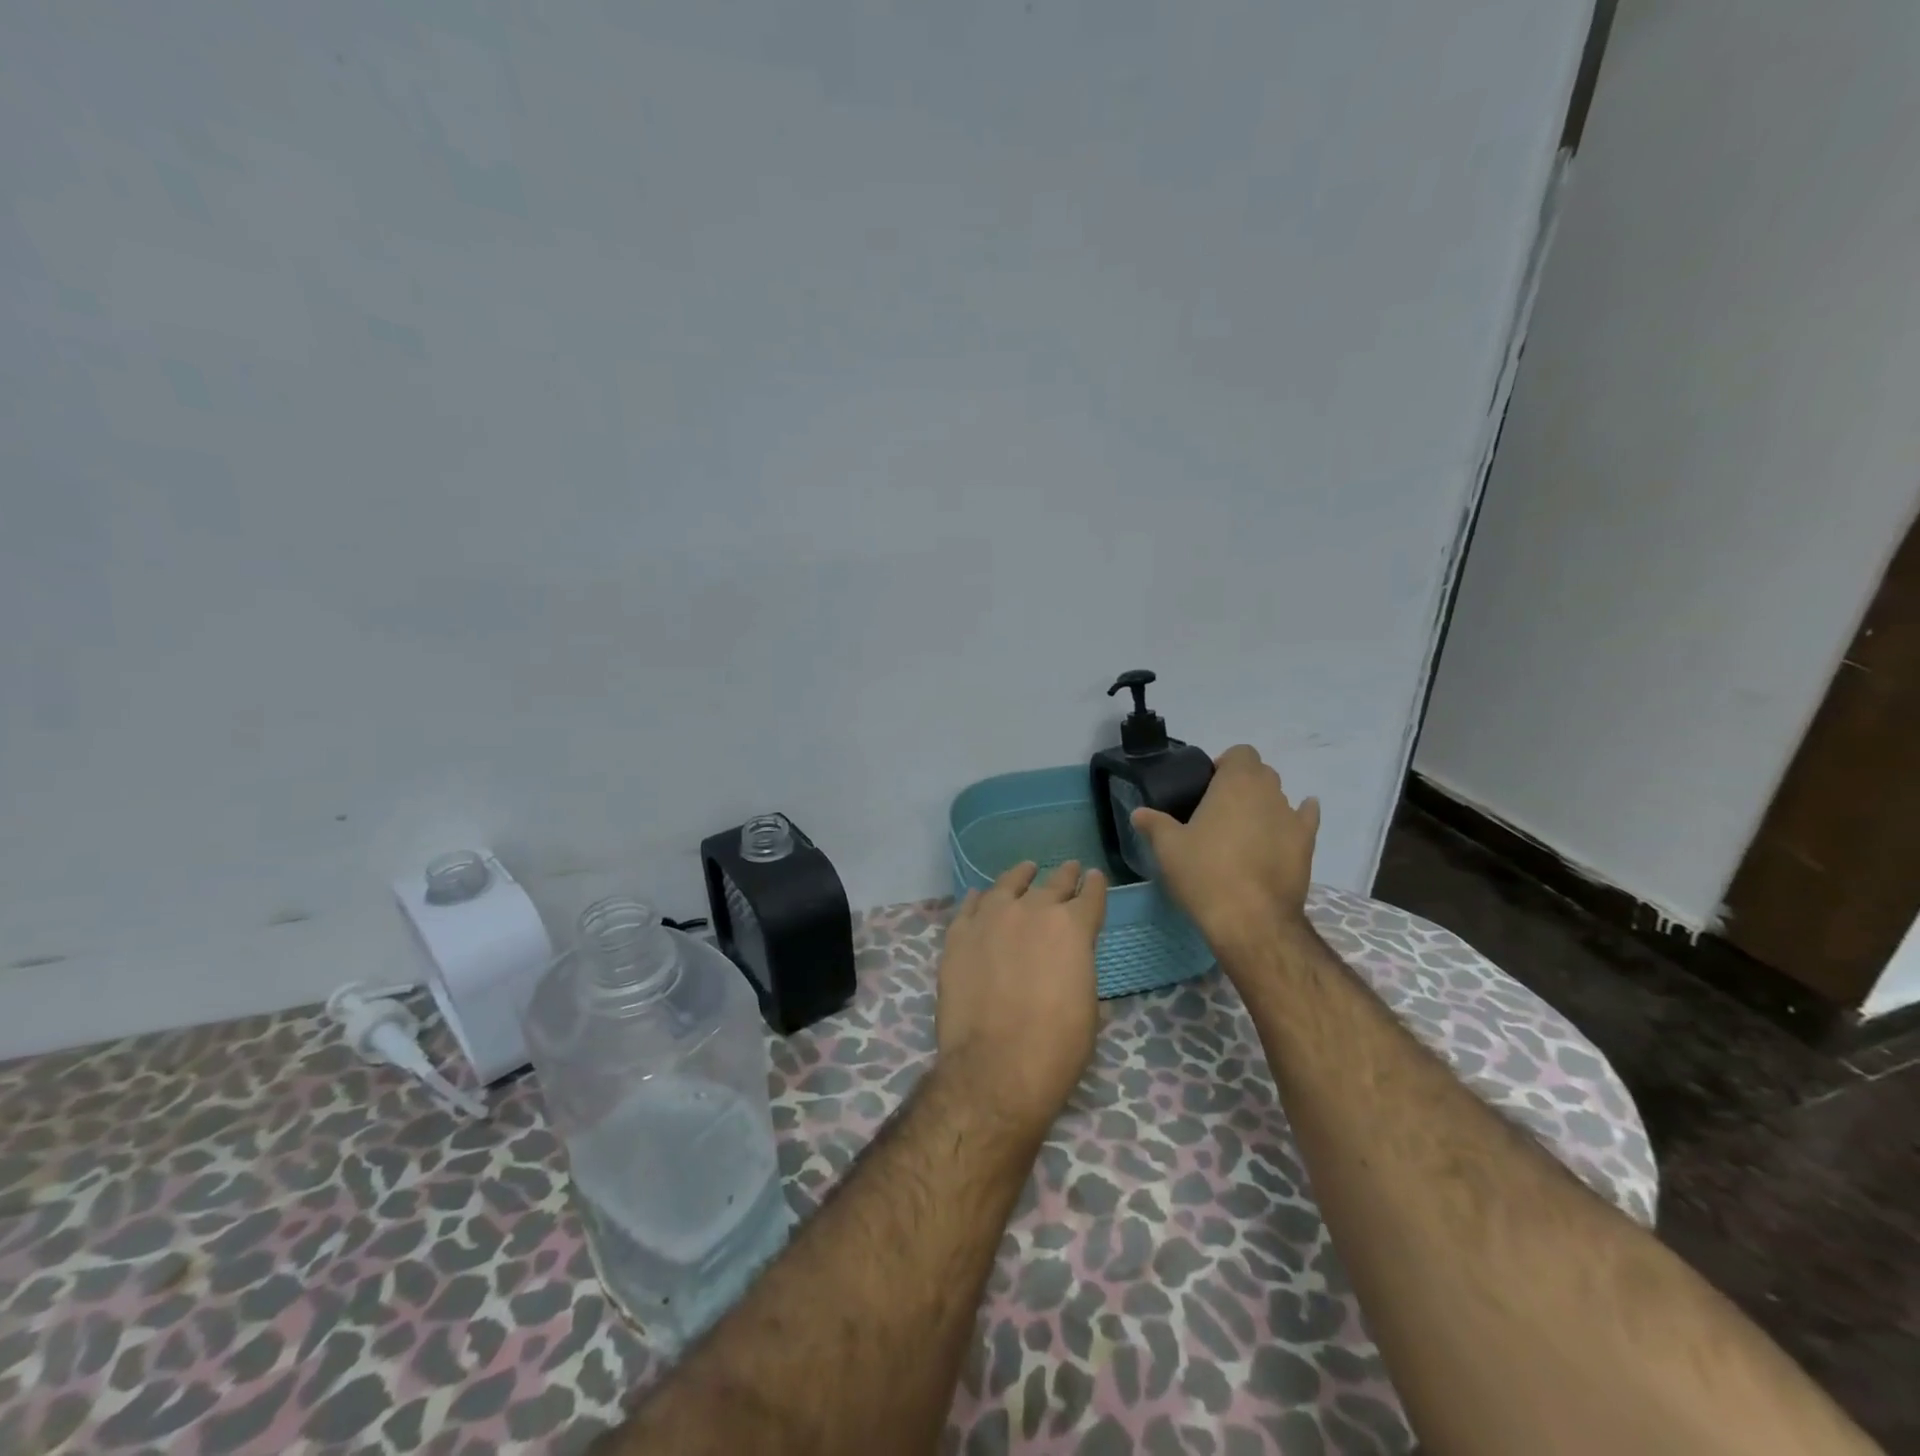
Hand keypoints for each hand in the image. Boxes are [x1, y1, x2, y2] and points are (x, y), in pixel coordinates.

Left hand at [935, 861, 1107, 1141]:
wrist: (996, 1065)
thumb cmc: (1056, 1046)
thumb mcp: (1087, 1007)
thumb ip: (1079, 971)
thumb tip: (1070, 965)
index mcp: (1073, 928)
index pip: (1089, 896)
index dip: (1094, 886)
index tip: (1094, 877)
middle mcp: (1033, 911)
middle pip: (1052, 884)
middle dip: (1065, 876)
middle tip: (1070, 868)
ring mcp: (991, 918)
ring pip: (1008, 885)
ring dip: (1021, 876)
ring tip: (1026, 869)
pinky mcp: (959, 934)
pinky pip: (971, 906)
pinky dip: (980, 898)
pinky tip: (982, 895)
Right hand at [1130, 744, 1319, 958]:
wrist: (1251, 920)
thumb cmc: (1204, 873)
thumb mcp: (1168, 848)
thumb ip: (1154, 823)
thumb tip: (1139, 813)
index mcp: (1236, 782)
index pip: (1240, 753)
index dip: (1224, 765)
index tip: (1205, 788)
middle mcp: (1269, 792)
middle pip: (1260, 773)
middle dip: (1242, 784)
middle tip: (1218, 811)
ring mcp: (1292, 818)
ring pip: (1280, 797)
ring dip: (1263, 805)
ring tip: (1243, 831)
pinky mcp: (1307, 845)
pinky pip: (1305, 820)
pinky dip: (1297, 818)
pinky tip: (1285, 829)